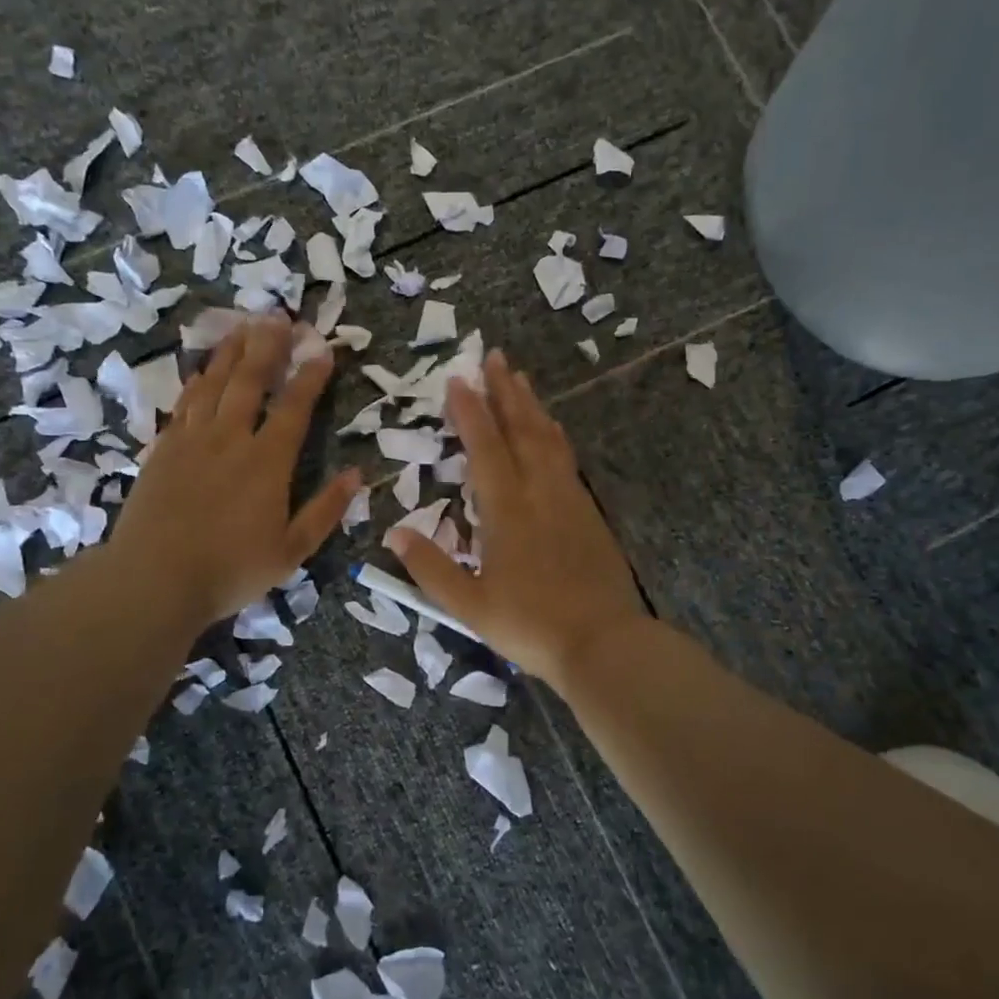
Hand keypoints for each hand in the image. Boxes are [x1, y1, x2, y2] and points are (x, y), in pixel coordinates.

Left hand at [113, 317, 360, 629]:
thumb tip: (357, 474)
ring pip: (213, 384)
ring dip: (231, 353)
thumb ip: (325, 510)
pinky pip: (184, 404)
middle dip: (267, 346)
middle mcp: (230, 440)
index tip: (323, 350)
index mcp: (267, 463)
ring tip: (243, 326)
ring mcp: (192, 441)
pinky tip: (203, 370)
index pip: (294, 408)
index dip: (310, 376)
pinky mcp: (163, 449)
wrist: (154, 580)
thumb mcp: (292, 551)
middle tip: (278, 316)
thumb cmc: (230, 570)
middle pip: (250, 382)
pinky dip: (197, 381)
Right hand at [384, 349, 648, 686]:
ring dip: (531, 406)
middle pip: (521, 430)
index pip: (485, 447)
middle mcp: (540, 492)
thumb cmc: (530, 625)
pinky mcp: (589, 511)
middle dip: (505, 391)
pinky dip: (554, 434)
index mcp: (507, 510)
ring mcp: (569, 498)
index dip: (470, 411)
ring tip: (520, 378)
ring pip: (548, 439)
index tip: (458, 379)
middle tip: (494, 357)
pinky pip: (566, 458)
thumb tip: (393, 533)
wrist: (604, 642)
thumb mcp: (470, 605)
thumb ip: (430, 568)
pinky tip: (552, 429)